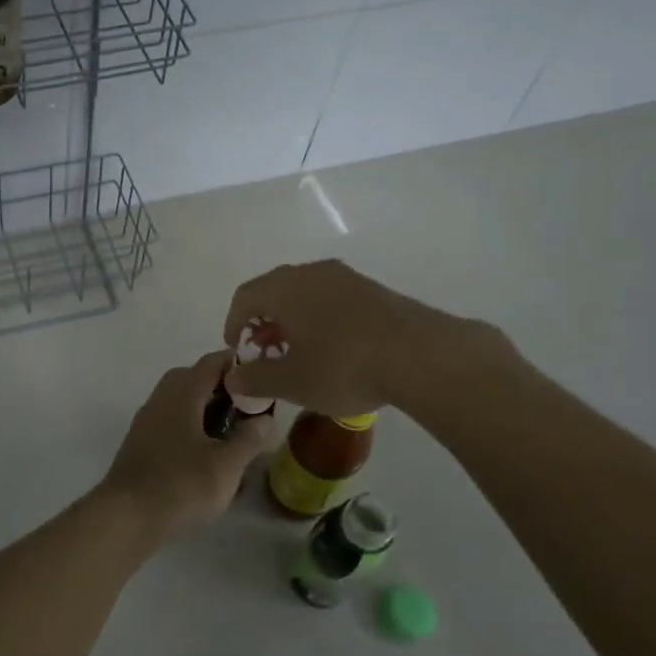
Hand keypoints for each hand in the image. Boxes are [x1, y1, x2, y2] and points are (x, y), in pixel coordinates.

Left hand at [96, 352, 273, 537]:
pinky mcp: (140, 442)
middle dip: (221, 385)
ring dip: (204, 405)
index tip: (261, 372)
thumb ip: (249, 439)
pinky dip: (189, 423)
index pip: (211, 362)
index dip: (236, 362)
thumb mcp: (226, 466)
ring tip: (231, 427)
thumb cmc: (181, 485)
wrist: (126, 516)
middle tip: (248, 404)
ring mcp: (146, 420)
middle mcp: (161, 398)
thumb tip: (264, 418)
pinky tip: (204, 448)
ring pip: (179, 399)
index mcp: (182, 393)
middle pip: (192, 377)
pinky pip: (169, 418)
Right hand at [221, 260, 511, 423]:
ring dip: (292, 321)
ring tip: (298, 353)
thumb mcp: (291, 382)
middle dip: (263, 322)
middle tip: (265, 352)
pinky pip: (331, 299)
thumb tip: (233, 378)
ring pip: (305, 294)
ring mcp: (346, 278)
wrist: (421, 355)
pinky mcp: (373, 290)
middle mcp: (311, 273)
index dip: (234, 323)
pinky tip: (332, 349)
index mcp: (284, 288)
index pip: (245, 296)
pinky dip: (319, 319)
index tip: (237, 349)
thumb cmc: (343, 366)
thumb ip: (256, 379)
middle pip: (274, 291)